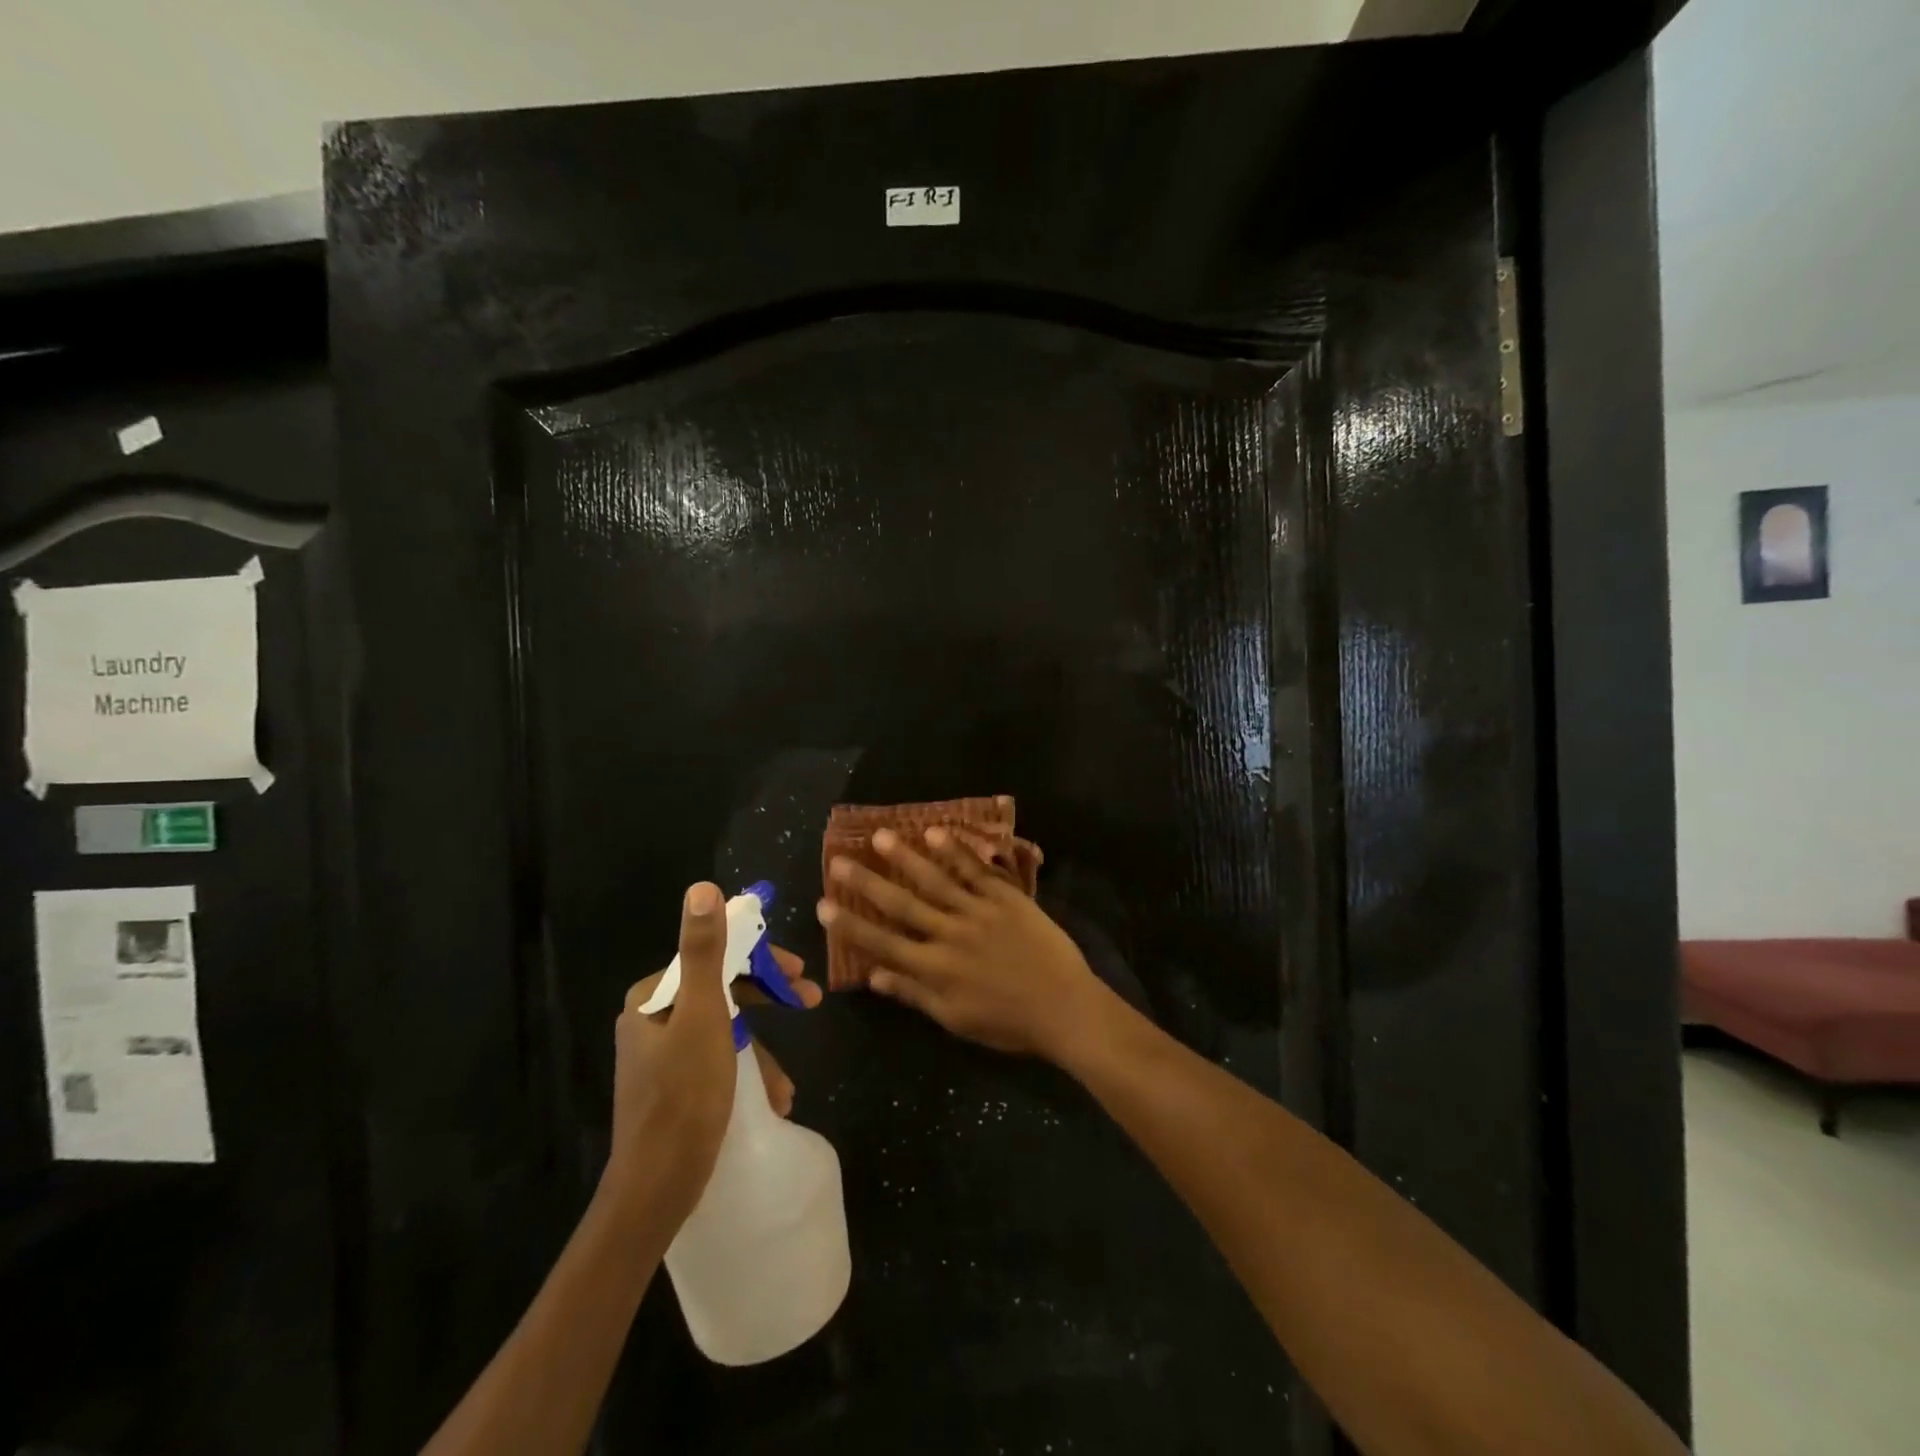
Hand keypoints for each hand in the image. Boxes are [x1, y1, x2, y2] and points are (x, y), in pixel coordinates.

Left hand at [601, 883, 821, 1230]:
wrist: (656, 1191)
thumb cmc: (684, 1095)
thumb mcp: (703, 1015)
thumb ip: (704, 950)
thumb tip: (702, 887)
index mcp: (653, 999)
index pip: (714, 958)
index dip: (761, 961)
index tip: (799, 972)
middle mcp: (652, 1021)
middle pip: (721, 992)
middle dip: (768, 999)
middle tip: (812, 1000)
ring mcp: (662, 1057)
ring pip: (725, 1031)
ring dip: (762, 1051)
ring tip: (788, 1085)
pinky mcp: (674, 1089)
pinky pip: (718, 1064)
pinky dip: (747, 1075)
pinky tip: (772, 1101)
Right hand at [817, 827, 1114, 1063]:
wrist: (1064, 1007)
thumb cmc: (1008, 1023)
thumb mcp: (955, 1020)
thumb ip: (914, 995)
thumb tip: (874, 976)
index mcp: (935, 970)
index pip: (883, 943)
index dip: (850, 925)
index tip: (824, 904)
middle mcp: (950, 935)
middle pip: (902, 905)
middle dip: (868, 883)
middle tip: (840, 860)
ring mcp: (979, 912)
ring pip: (935, 880)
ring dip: (906, 857)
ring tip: (882, 836)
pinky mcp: (1006, 899)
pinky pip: (976, 871)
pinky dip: (956, 851)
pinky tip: (935, 834)